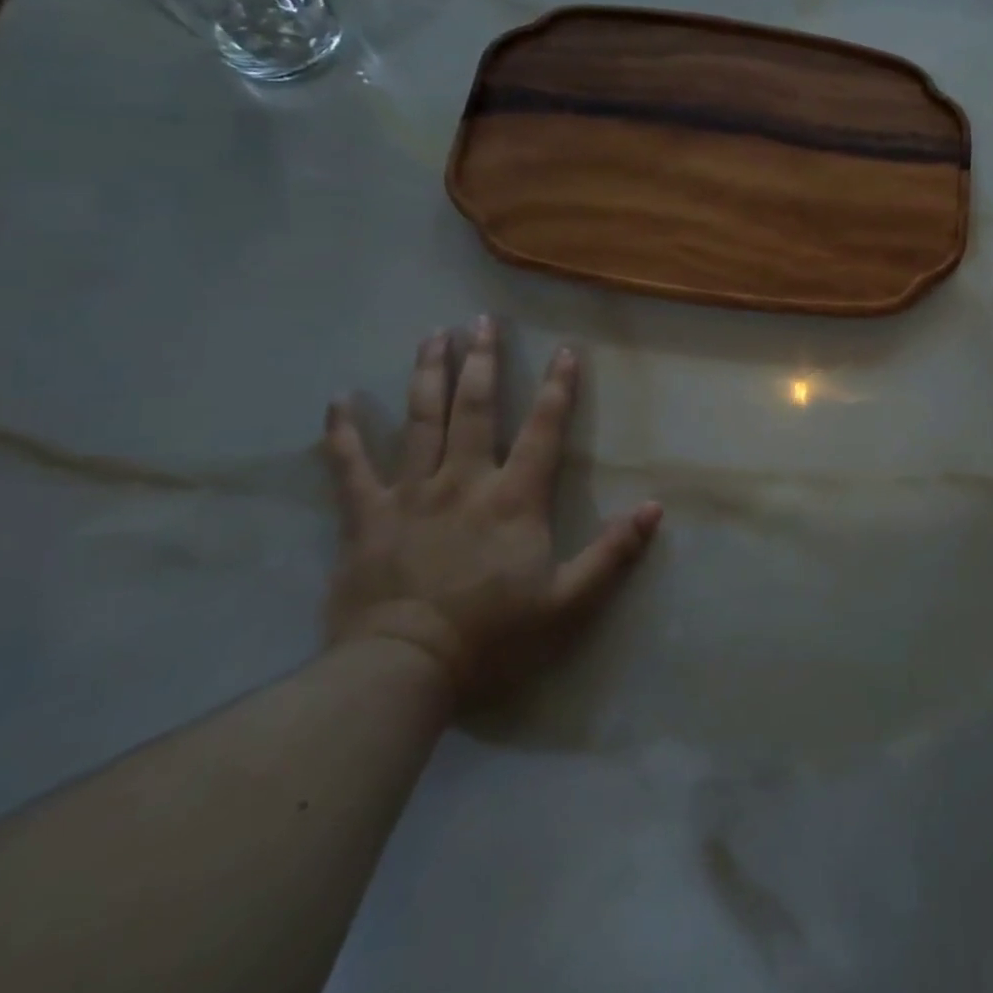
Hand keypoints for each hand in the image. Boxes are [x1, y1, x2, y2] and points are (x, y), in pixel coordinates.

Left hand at [321, 317, 660, 705]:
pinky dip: (342, 432)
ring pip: (420, 420)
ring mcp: (410, 493)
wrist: (401, 672)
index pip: (544, 429)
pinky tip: (339, 400)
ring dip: (427, 374)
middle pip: (476, 407)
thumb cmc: (491, 636)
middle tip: (482, 319)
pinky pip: (349, 466)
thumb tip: (654, 508)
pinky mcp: (365, 516)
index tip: (567, 349)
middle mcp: (463, 480)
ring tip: (432, 335)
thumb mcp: (567, 602)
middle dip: (482, 360)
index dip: (560, 387)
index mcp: (514, 498)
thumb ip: (612, 553)